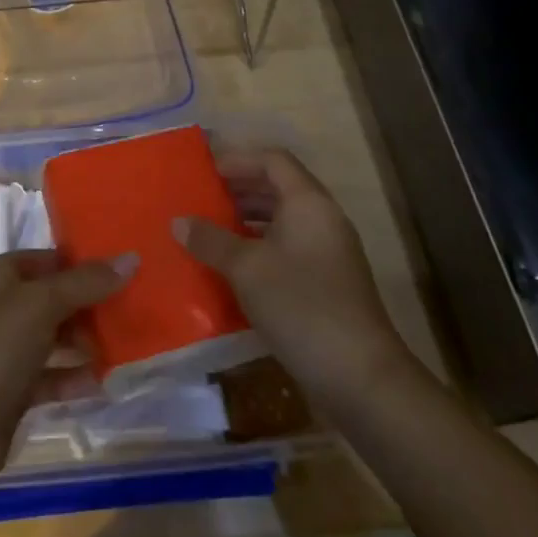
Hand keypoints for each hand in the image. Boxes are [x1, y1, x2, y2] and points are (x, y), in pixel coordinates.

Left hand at [0, 250, 130, 487]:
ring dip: (86, 341)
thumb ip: (86, 283)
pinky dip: (74, 378)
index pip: (49, 258)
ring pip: (55, 338)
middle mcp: (2, 308)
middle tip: (132, 308)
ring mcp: (6, 351)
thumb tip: (131, 258)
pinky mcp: (13, 390)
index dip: (83, 261)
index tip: (125, 266)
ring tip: (125, 344)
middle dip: (90, 304)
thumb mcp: (42, 305)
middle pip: (54, 298)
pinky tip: (102, 382)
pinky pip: (51, 376)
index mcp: (0, 276)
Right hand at [175, 148, 410, 414]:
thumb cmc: (301, 306)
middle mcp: (323, 219)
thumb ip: (210, 240)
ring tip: (210, 229)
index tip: (205, 172)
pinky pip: (288, 247)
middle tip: (201, 198)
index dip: (238, 160)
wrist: (360, 376)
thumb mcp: (246, 269)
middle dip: (239, 189)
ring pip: (283, 219)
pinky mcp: (328, 282)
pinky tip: (233, 266)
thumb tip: (178, 221)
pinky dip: (259, 246)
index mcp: (308, 203)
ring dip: (247, 219)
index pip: (273, 160)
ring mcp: (328, 252)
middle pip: (278, 187)